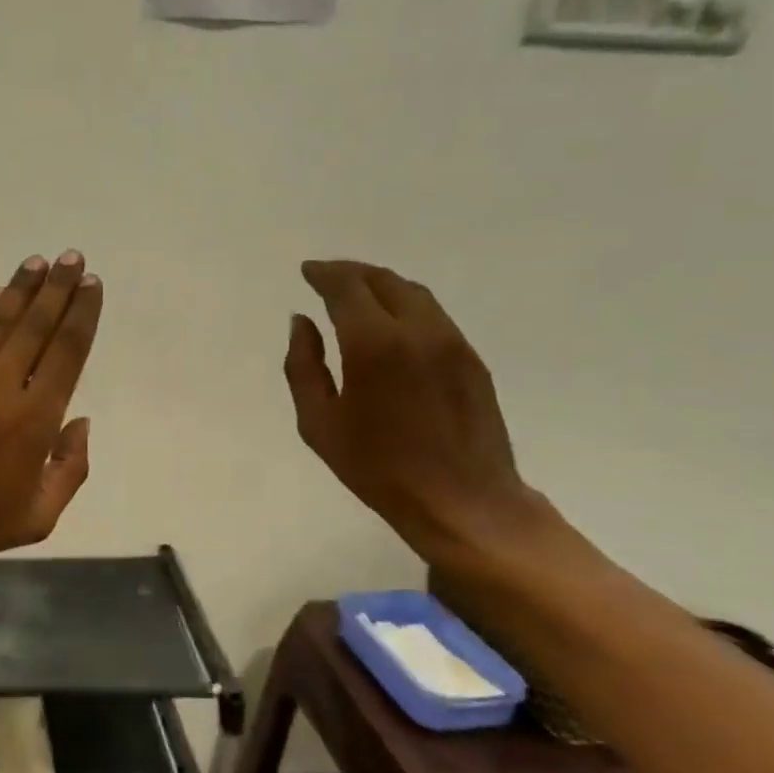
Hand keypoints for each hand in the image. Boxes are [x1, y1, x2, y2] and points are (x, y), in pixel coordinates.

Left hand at [0, 251, 102, 582]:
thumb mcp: (38, 517)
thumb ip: (70, 468)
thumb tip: (79, 421)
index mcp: (35, 421)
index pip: (66, 353)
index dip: (81, 316)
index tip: (91, 286)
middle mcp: (3, 388)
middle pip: (36, 327)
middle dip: (58, 289)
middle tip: (72, 257)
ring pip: (0, 323)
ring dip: (22, 290)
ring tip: (39, 262)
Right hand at [284, 261, 541, 563]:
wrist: (462, 501)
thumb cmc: (378, 468)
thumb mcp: (319, 424)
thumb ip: (303, 366)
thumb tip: (302, 322)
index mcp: (374, 344)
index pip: (347, 287)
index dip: (324, 274)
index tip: (308, 272)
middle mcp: (417, 330)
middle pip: (383, 280)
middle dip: (351, 273)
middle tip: (327, 277)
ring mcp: (451, 342)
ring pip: (414, 293)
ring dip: (381, 285)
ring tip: (357, 294)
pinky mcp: (471, 358)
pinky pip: (433, 314)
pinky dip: (405, 305)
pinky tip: (391, 322)